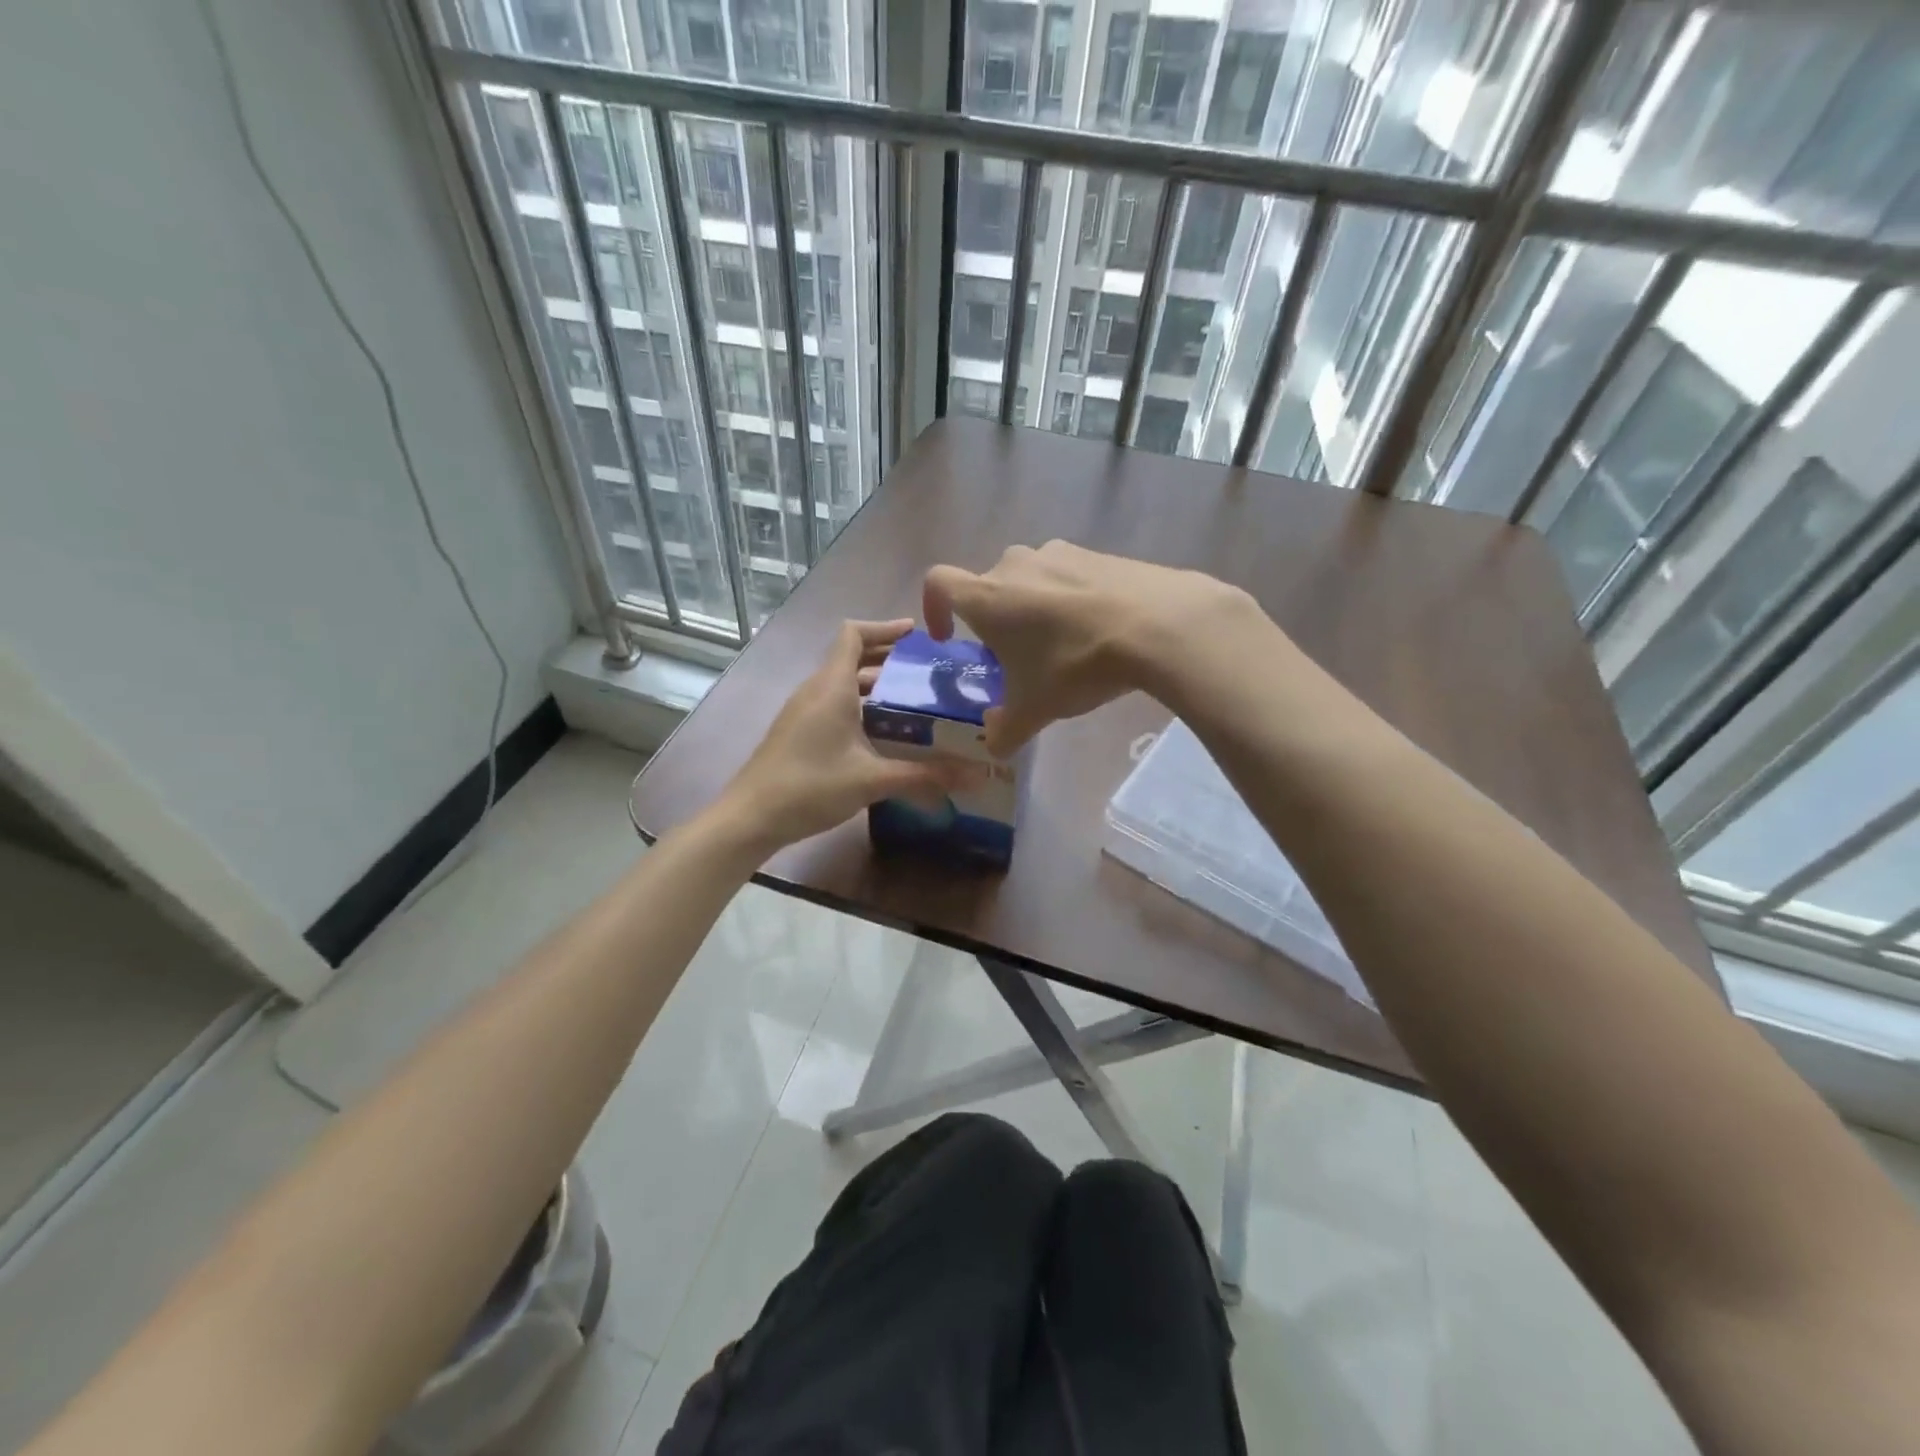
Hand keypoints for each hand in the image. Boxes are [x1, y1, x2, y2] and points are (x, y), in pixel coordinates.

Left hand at [713, 619, 978, 852]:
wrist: (751, 817)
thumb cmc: (810, 786)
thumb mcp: (872, 780)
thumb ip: (924, 776)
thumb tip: (975, 776)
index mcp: (832, 686)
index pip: (854, 634)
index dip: (885, 628)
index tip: (918, 635)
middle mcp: (816, 690)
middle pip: (852, 657)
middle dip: (889, 659)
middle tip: (928, 672)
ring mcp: (804, 711)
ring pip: (844, 683)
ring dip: (876, 685)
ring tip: (915, 701)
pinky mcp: (799, 732)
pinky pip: (835, 704)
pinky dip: (862, 706)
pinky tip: (885, 734)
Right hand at [923, 542, 1264, 754]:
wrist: (1157, 624)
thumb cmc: (1075, 664)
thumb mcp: (1035, 709)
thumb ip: (1005, 731)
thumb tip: (995, 747)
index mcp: (987, 597)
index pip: (938, 584)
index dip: (934, 609)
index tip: (948, 637)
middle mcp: (1015, 565)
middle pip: (989, 589)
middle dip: (994, 622)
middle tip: (1016, 659)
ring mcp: (1059, 553)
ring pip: (1029, 581)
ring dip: (1032, 609)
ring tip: (1060, 647)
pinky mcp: (1098, 553)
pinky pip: (1068, 577)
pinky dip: (1070, 601)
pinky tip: (1097, 632)